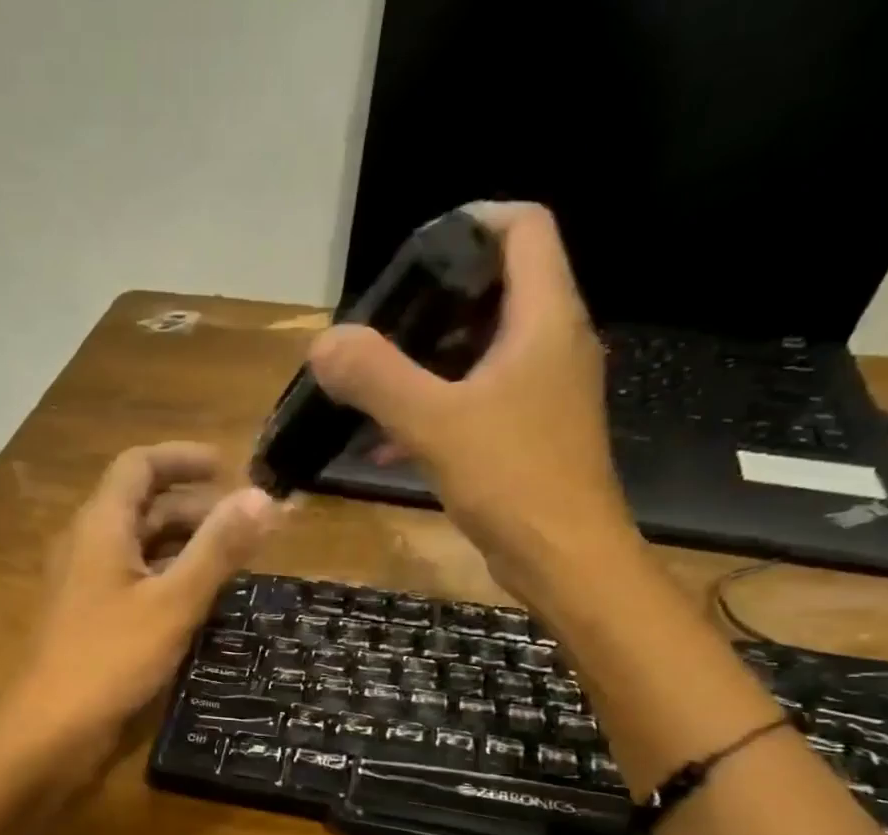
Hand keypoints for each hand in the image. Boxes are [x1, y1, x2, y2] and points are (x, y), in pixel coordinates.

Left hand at [0, 442, 279, 764]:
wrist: (50, 731)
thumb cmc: (110, 659)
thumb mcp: (174, 602)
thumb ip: (218, 549)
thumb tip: (264, 497)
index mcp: (100, 527)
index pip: (138, 466)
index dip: (182, 458)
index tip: (229, 466)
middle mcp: (88, 547)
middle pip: (142, 507)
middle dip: (195, 507)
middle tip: (245, 525)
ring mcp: (86, 587)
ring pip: (139, 548)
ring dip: (184, 545)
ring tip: (233, 561)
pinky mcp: (90, 622)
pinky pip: (134, 583)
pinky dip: (168, 579)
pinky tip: (199, 602)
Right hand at [308, 202, 645, 612]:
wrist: (565, 559)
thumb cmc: (512, 480)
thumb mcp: (435, 424)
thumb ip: (377, 378)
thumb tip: (323, 343)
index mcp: (544, 318)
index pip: (523, 228)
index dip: (472, 222)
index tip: (415, 253)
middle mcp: (554, 343)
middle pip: (497, 290)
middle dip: (433, 303)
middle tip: (380, 326)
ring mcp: (545, 393)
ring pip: (483, 352)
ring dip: (428, 364)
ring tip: (373, 386)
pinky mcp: (532, 435)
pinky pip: (480, 401)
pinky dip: (438, 409)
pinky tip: (388, 445)